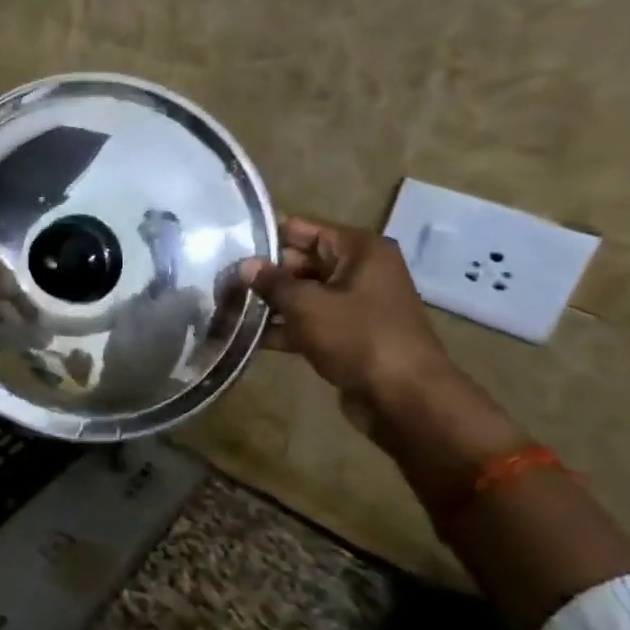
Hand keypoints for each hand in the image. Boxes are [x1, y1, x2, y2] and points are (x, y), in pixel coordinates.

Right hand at [238, 217, 451, 401]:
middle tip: (223, 285)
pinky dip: (286, 327)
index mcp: (359, 250)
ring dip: (271, 304)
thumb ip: (272, 282)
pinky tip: (250, 337)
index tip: (230, 252)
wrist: (405, 399)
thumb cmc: (357, 337)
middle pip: (301, 261)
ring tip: (229, 309)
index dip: (266, 240)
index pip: (302, 229)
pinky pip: (311, 322)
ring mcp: (357, 304)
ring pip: (304, 294)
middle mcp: (360, 270)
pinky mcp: (350, 335)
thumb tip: (244, 265)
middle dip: (265, 275)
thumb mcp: (307, 304)